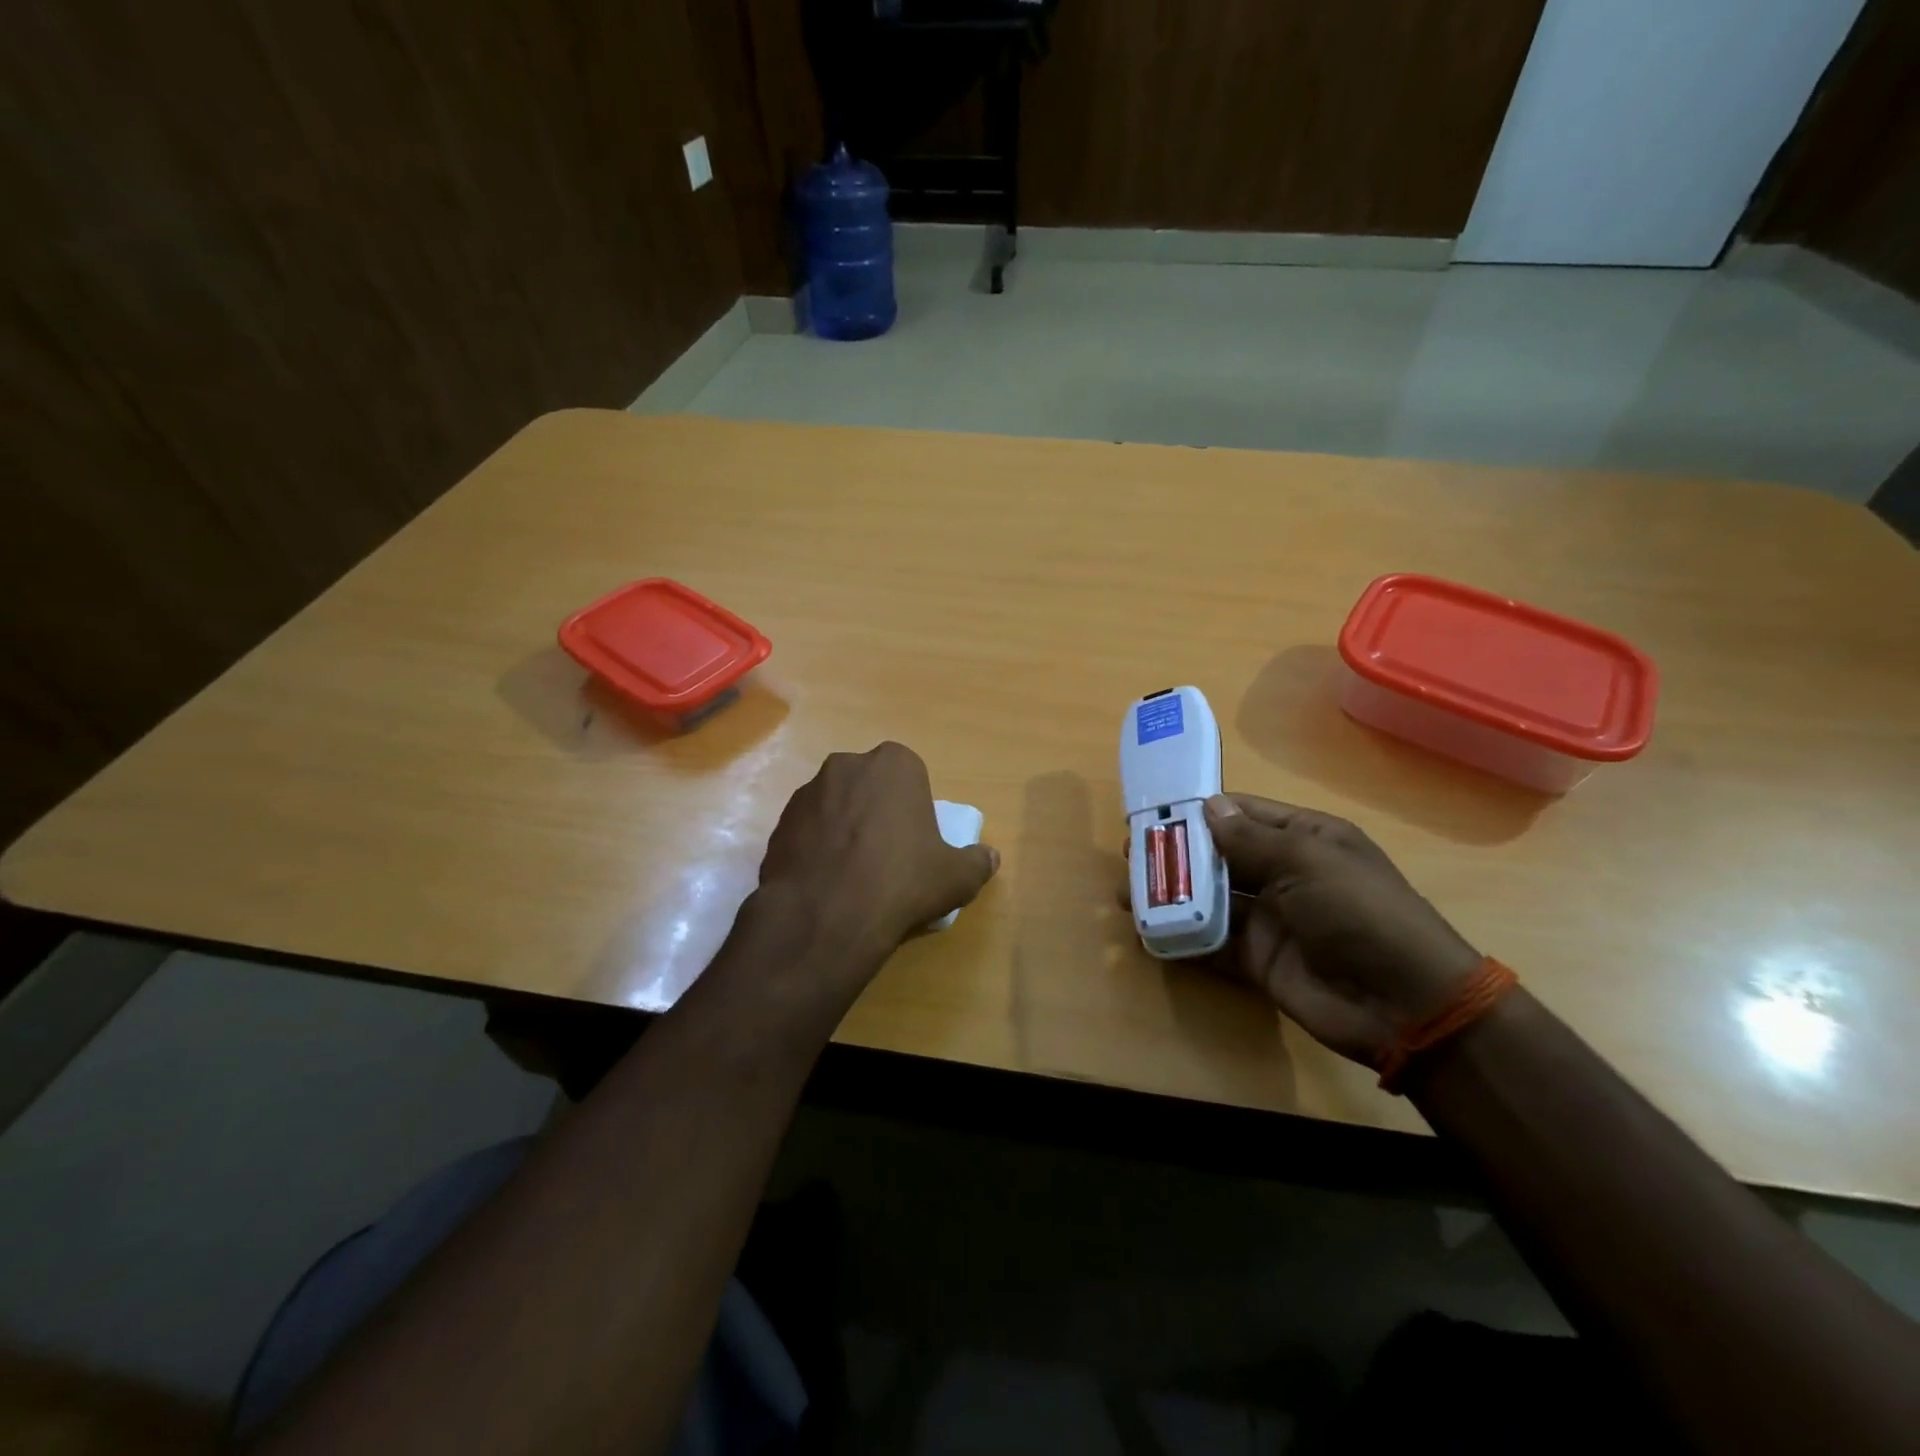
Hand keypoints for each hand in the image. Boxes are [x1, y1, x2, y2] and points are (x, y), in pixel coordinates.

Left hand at [754, 742, 998, 988]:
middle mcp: (847, 765)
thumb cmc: (902, 882)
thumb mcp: (956, 877)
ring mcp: (807, 792)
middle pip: (869, 786)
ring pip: (836, 806)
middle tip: (887, 855)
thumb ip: (978, 862)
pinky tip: (826, 883)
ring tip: (853, 874)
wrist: (825, 916)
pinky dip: (817, 848)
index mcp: (894, 764)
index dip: (913, 806)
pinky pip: (808, 831)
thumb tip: (990, 857)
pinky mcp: (779, 823)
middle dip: (876, 810)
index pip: (910, 774)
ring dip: (844, 828)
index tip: (916, 839)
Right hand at [1129, 794, 1481, 1067]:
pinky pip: (1212, 942)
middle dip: (1177, 853)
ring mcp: (1270, 919)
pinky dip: (1182, 937)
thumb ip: (1250, 838)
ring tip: (1126, 892)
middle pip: (1219, 855)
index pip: (1242, 815)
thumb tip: (1207, 806)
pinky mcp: (1258, 960)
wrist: (1406, 1005)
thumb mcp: (1307, 861)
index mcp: (1304, 839)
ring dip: (1172, 894)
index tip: (1152, 812)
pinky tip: (1148, 932)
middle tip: (1130, 854)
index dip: (1198, 812)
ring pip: (1210, 898)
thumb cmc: (1359, 912)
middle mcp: (1284, 873)